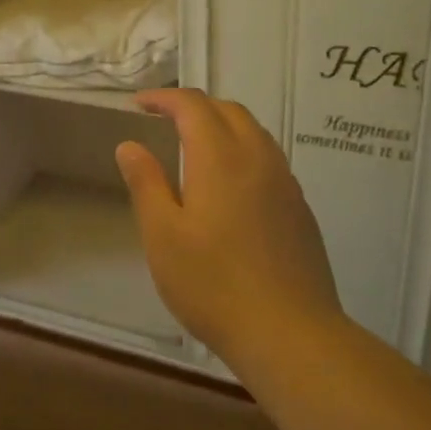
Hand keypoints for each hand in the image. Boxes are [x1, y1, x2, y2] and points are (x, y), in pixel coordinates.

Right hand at [115, 89, 343, 368]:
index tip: (139, 104)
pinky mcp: (300, 207)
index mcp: (220, 157)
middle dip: (195, 106)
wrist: (290, 332)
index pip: (193, 105)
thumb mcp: (163, 237)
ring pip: (254, 132)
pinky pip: (270, 159)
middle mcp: (258, 157)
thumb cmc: (214, 285)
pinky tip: (232, 185)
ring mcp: (285, 181)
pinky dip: (244, 151)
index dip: (164, 98)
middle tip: (165, 121)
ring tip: (196, 146)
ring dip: (223, 125)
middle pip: (228, 110)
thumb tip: (130, 144)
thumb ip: (146, 184)